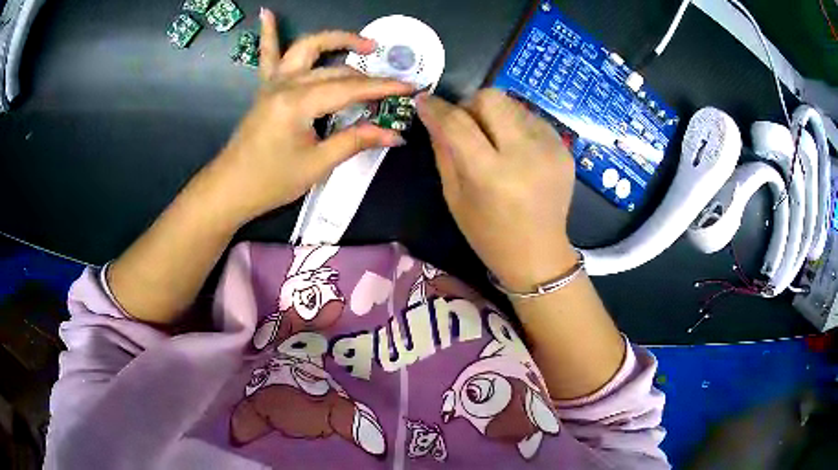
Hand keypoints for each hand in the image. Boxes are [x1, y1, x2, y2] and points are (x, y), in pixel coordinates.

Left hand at [204, 8, 412, 224]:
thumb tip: (394, 133)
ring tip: (364, 44)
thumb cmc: (272, 181)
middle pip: (335, 70)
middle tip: (393, 88)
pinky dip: (269, 33)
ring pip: (308, 49)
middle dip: (368, 77)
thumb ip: (355, 140)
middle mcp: (286, 83)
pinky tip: (267, 12)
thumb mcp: (317, 164)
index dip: (383, 88)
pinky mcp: (265, 87)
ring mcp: (273, 82)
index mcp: (298, 103)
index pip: (350, 88)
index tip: (411, 87)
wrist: (231, 188)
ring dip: (336, 40)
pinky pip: (268, 54)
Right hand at [417, 89, 577, 291]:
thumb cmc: (489, 235)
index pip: (458, 123)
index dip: (437, 108)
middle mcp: (525, 154)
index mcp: (492, 175)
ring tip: (495, 141)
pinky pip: (532, 118)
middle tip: (467, 124)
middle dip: (471, 104)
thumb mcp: (454, 197)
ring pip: (513, 104)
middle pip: (492, 98)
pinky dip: (517, 126)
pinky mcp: (564, 149)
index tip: (424, 101)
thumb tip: (432, 114)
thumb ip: (443, 151)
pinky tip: (517, 151)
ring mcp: (550, 149)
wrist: (539, 254)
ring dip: (496, 115)